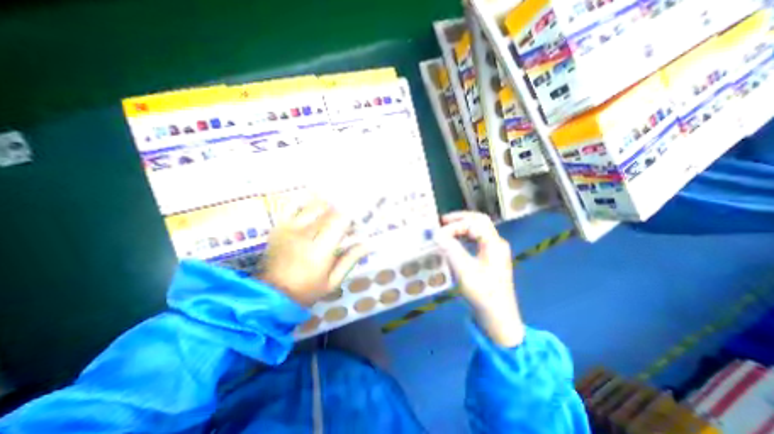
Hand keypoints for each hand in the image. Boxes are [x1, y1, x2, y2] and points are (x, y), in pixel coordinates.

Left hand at [257, 199, 368, 304]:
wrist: (271, 294)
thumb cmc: (306, 290)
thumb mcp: (333, 281)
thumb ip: (350, 260)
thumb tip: (368, 244)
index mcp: (320, 250)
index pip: (340, 222)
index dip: (351, 217)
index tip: (357, 221)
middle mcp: (305, 234)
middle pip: (329, 211)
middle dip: (342, 210)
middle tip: (348, 216)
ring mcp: (289, 228)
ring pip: (313, 205)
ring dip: (328, 204)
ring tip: (335, 208)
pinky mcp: (279, 226)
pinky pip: (292, 205)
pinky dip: (305, 201)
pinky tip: (314, 202)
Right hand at [434, 211, 525, 347]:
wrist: (499, 317)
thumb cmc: (483, 294)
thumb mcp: (465, 271)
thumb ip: (451, 249)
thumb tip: (437, 234)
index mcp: (494, 244)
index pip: (473, 223)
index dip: (454, 226)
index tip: (439, 234)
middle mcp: (497, 243)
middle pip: (479, 221)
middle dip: (460, 219)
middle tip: (442, 221)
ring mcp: (495, 250)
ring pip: (479, 229)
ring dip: (462, 226)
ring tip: (446, 228)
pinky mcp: (491, 258)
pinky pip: (477, 239)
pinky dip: (464, 236)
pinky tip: (455, 241)